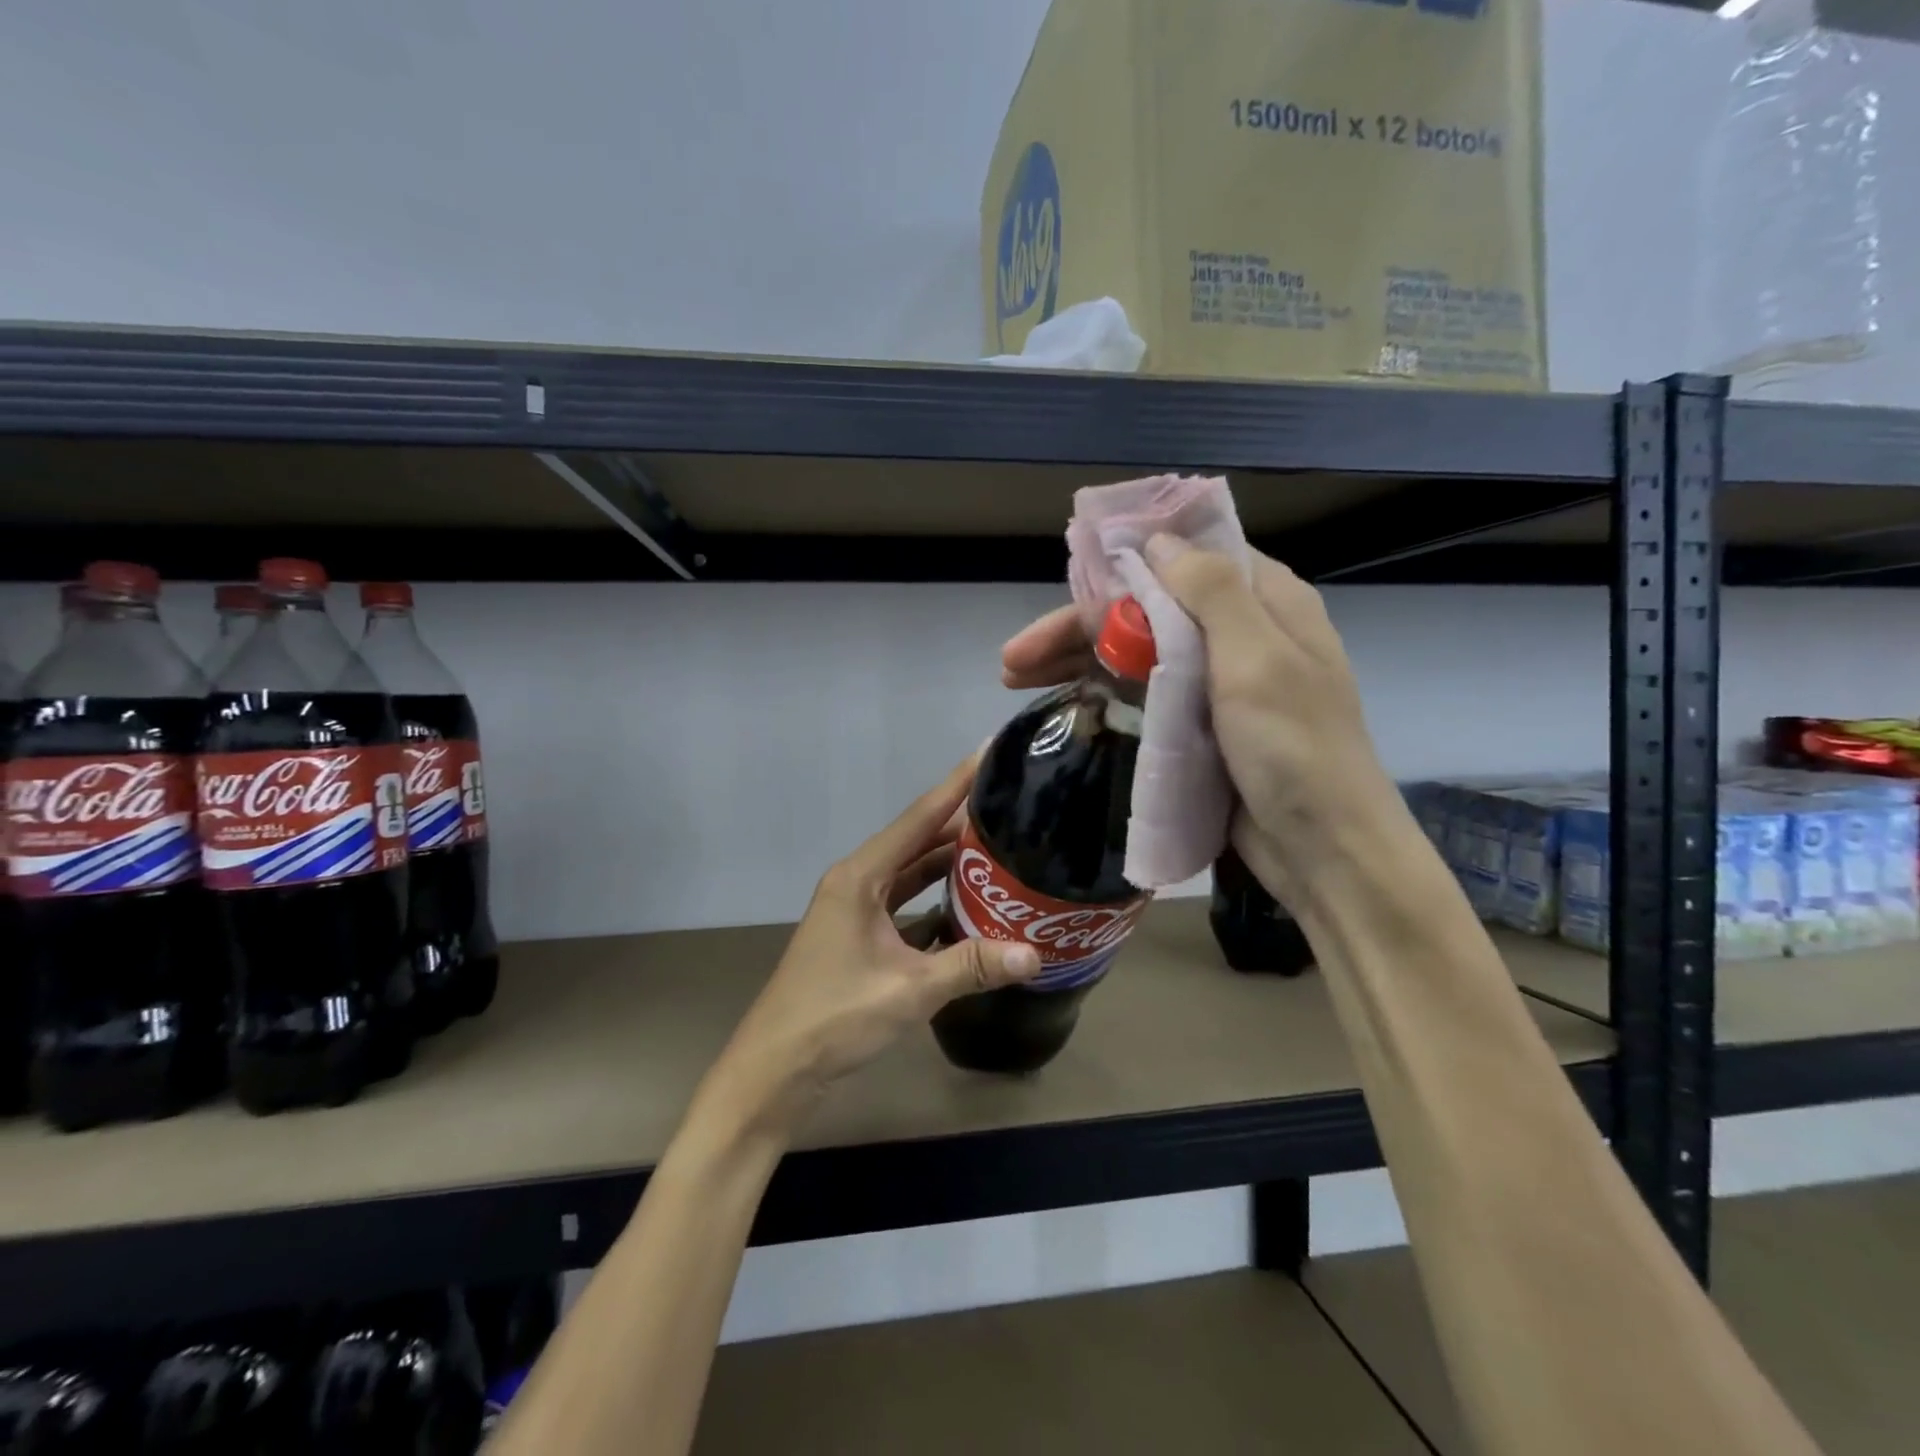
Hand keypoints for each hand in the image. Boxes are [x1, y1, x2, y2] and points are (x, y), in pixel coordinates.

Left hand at [704, 756, 1041, 1136]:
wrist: (775, 1070)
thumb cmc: (833, 1018)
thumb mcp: (909, 991)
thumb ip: (971, 967)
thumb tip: (1035, 953)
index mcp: (860, 877)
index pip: (918, 818)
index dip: (955, 784)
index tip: (989, 752)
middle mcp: (856, 881)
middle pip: (916, 840)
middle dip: (960, 822)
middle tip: (1011, 805)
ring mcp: (854, 908)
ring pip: (910, 872)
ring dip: (948, 861)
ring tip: (999, 846)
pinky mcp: (858, 935)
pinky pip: (904, 900)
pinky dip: (934, 896)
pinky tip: (969, 901)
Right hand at [1001, 540, 1403, 909]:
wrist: (1322, 850)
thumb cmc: (1297, 749)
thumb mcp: (1258, 660)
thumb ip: (1210, 592)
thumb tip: (1158, 542)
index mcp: (1264, 603)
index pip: (1183, 560)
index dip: (1123, 564)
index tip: (1069, 577)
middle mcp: (1238, 633)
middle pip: (1144, 611)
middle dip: (1078, 627)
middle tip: (1014, 657)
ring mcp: (1215, 683)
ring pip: (1136, 652)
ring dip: (1078, 660)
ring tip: (1014, 679)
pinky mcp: (1198, 725)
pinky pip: (1143, 694)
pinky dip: (1101, 692)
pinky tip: (1063, 700)